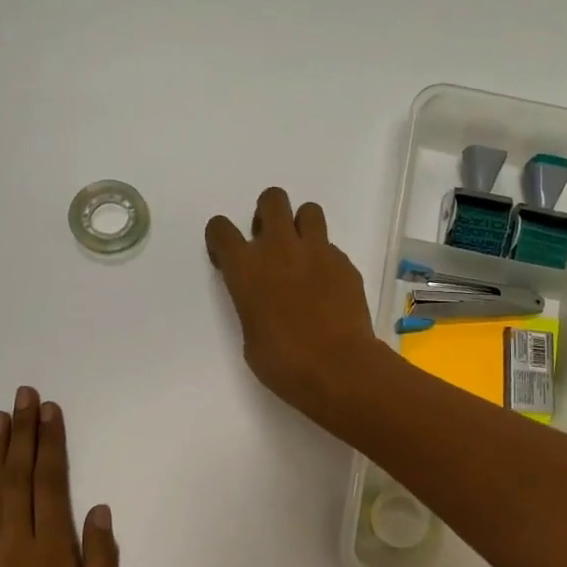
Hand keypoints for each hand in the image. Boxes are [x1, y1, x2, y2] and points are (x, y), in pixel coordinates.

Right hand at [205, 187, 385, 421]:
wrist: (338, 367)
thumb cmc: (283, 362)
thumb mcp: (251, 336)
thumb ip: (252, 305)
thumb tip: (264, 300)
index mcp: (245, 268)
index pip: (221, 229)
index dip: (221, 238)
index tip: (227, 255)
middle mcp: (279, 248)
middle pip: (272, 199)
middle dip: (268, 213)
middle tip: (271, 241)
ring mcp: (317, 251)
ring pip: (309, 210)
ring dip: (302, 225)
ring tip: (303, 254)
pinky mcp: (345, 263)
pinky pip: (331, 248)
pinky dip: (326, 260)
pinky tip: (328, 287)